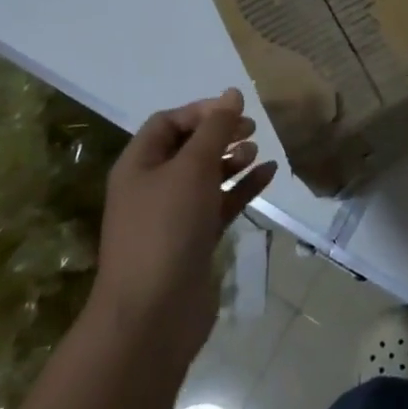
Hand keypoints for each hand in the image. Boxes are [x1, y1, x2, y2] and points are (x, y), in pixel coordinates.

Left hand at [86, 89, 275, 374]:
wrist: (153, 315)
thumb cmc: (167, 229)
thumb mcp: (192, 168)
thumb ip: (215, 129)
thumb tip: (232, 93)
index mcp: (139, 165)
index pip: (168, 122)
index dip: (202, 112)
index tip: (236, 111)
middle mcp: (152, 186)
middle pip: (188, 148)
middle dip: (220, 134)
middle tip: (251, 129)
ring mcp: (173, 217)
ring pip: (206, 177)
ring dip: (233, 160)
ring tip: (258, 152)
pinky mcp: (194, 241)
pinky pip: (220, 204)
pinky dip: (242, 189)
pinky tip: (269, 175)